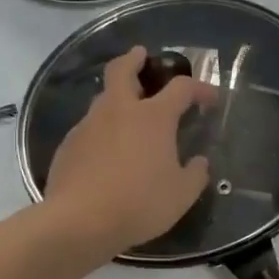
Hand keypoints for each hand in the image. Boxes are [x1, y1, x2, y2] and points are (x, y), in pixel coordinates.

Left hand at [45, 46, 217, 255]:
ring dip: (117, 98)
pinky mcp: (68, 146)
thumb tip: (198, 163)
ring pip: (103, 100)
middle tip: (141, 56)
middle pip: (123, 70)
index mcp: (152, 117)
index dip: (200, 89)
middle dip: (134, 59)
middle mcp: (118, 111)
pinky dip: (102, 130)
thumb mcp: (182, 194)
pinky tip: (107, 152)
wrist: (80, 222)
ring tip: (128, 114)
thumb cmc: (140, 204)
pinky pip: (89, 128)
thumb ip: (195, 174)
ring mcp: (88, 126)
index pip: (181, 88)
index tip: (210, 100)